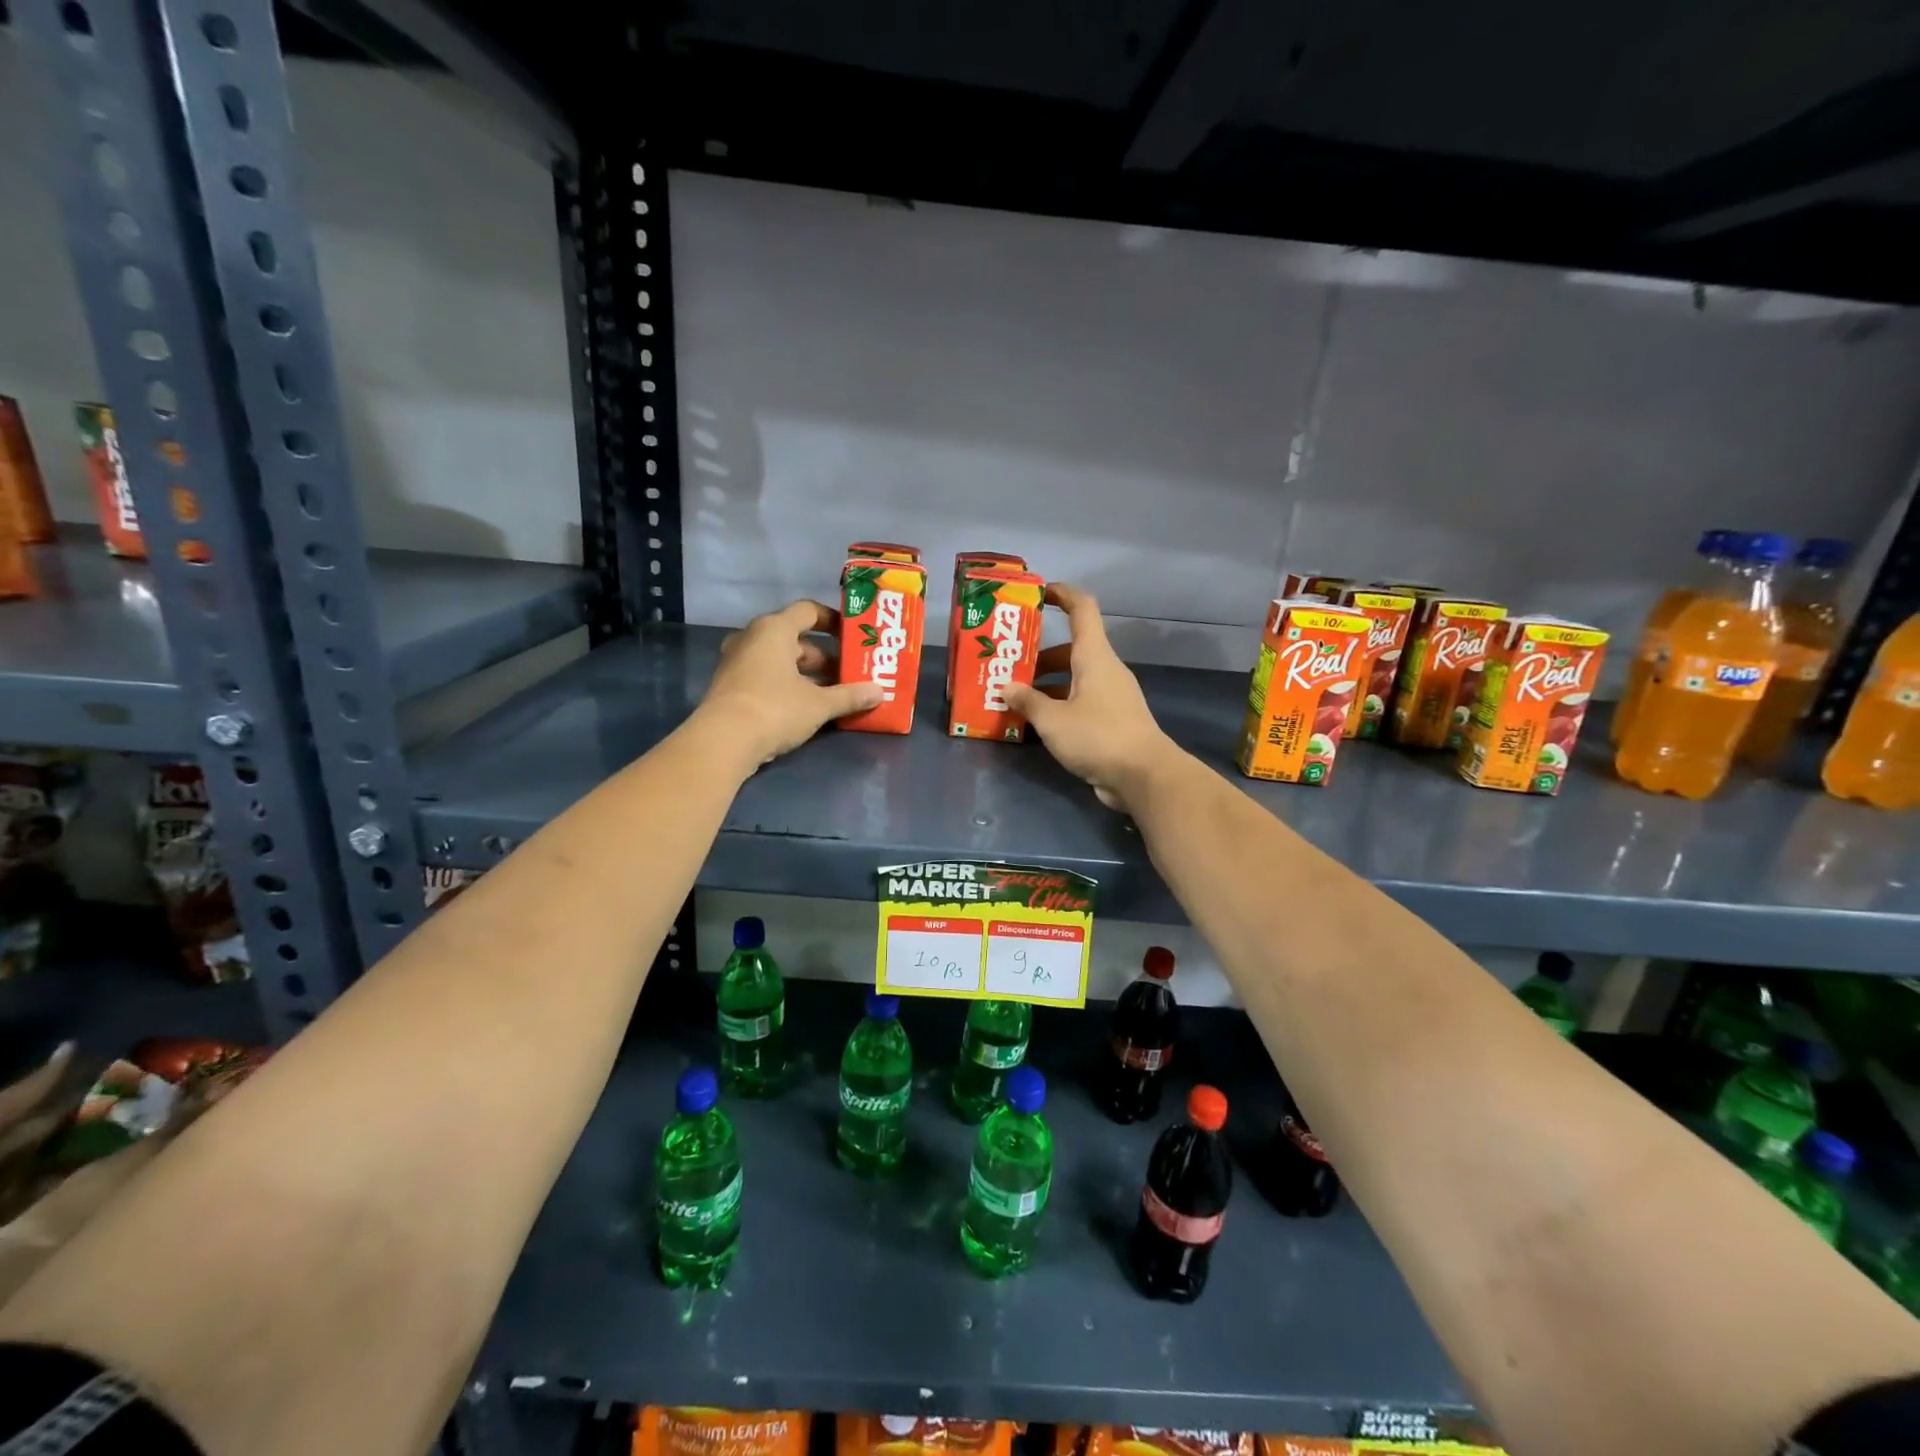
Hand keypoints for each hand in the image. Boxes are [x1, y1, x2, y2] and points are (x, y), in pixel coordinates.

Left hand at [699, 601, 882, 764]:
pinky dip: (786, 686)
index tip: (853, 636)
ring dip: (805, 674)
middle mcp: (752, 638)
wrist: (722, 741)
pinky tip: (805, 708)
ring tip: (831, 694)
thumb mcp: (819, 704)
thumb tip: (880, 692)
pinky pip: (765, 676)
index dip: (833, 620)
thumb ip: (850, 695)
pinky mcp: (729, 686)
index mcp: (774, 629)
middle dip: (823, 656)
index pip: (808, 611)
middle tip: (847, 674)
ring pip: (779, 660)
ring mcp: (736, 662)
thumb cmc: (775, 709)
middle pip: (794, 638)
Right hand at [1004, 583, 1180, 811]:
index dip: (1061, 594)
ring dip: (1044, 684)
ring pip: (1073, 678)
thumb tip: (1007, 688)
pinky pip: (1079, 702)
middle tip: (1006, 664)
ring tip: (1012, 697)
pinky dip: (1057, 705)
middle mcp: (1104, 670)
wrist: (1143, 776)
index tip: (1037, 593)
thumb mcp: (1053, 720)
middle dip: (1037, 655)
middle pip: (1070, 649)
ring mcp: (1110, 696)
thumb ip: (1027, 702)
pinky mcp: (1112, 720)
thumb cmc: (1098, 736)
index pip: (1082, 609)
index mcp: (1094, 656)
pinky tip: (1034, 723)